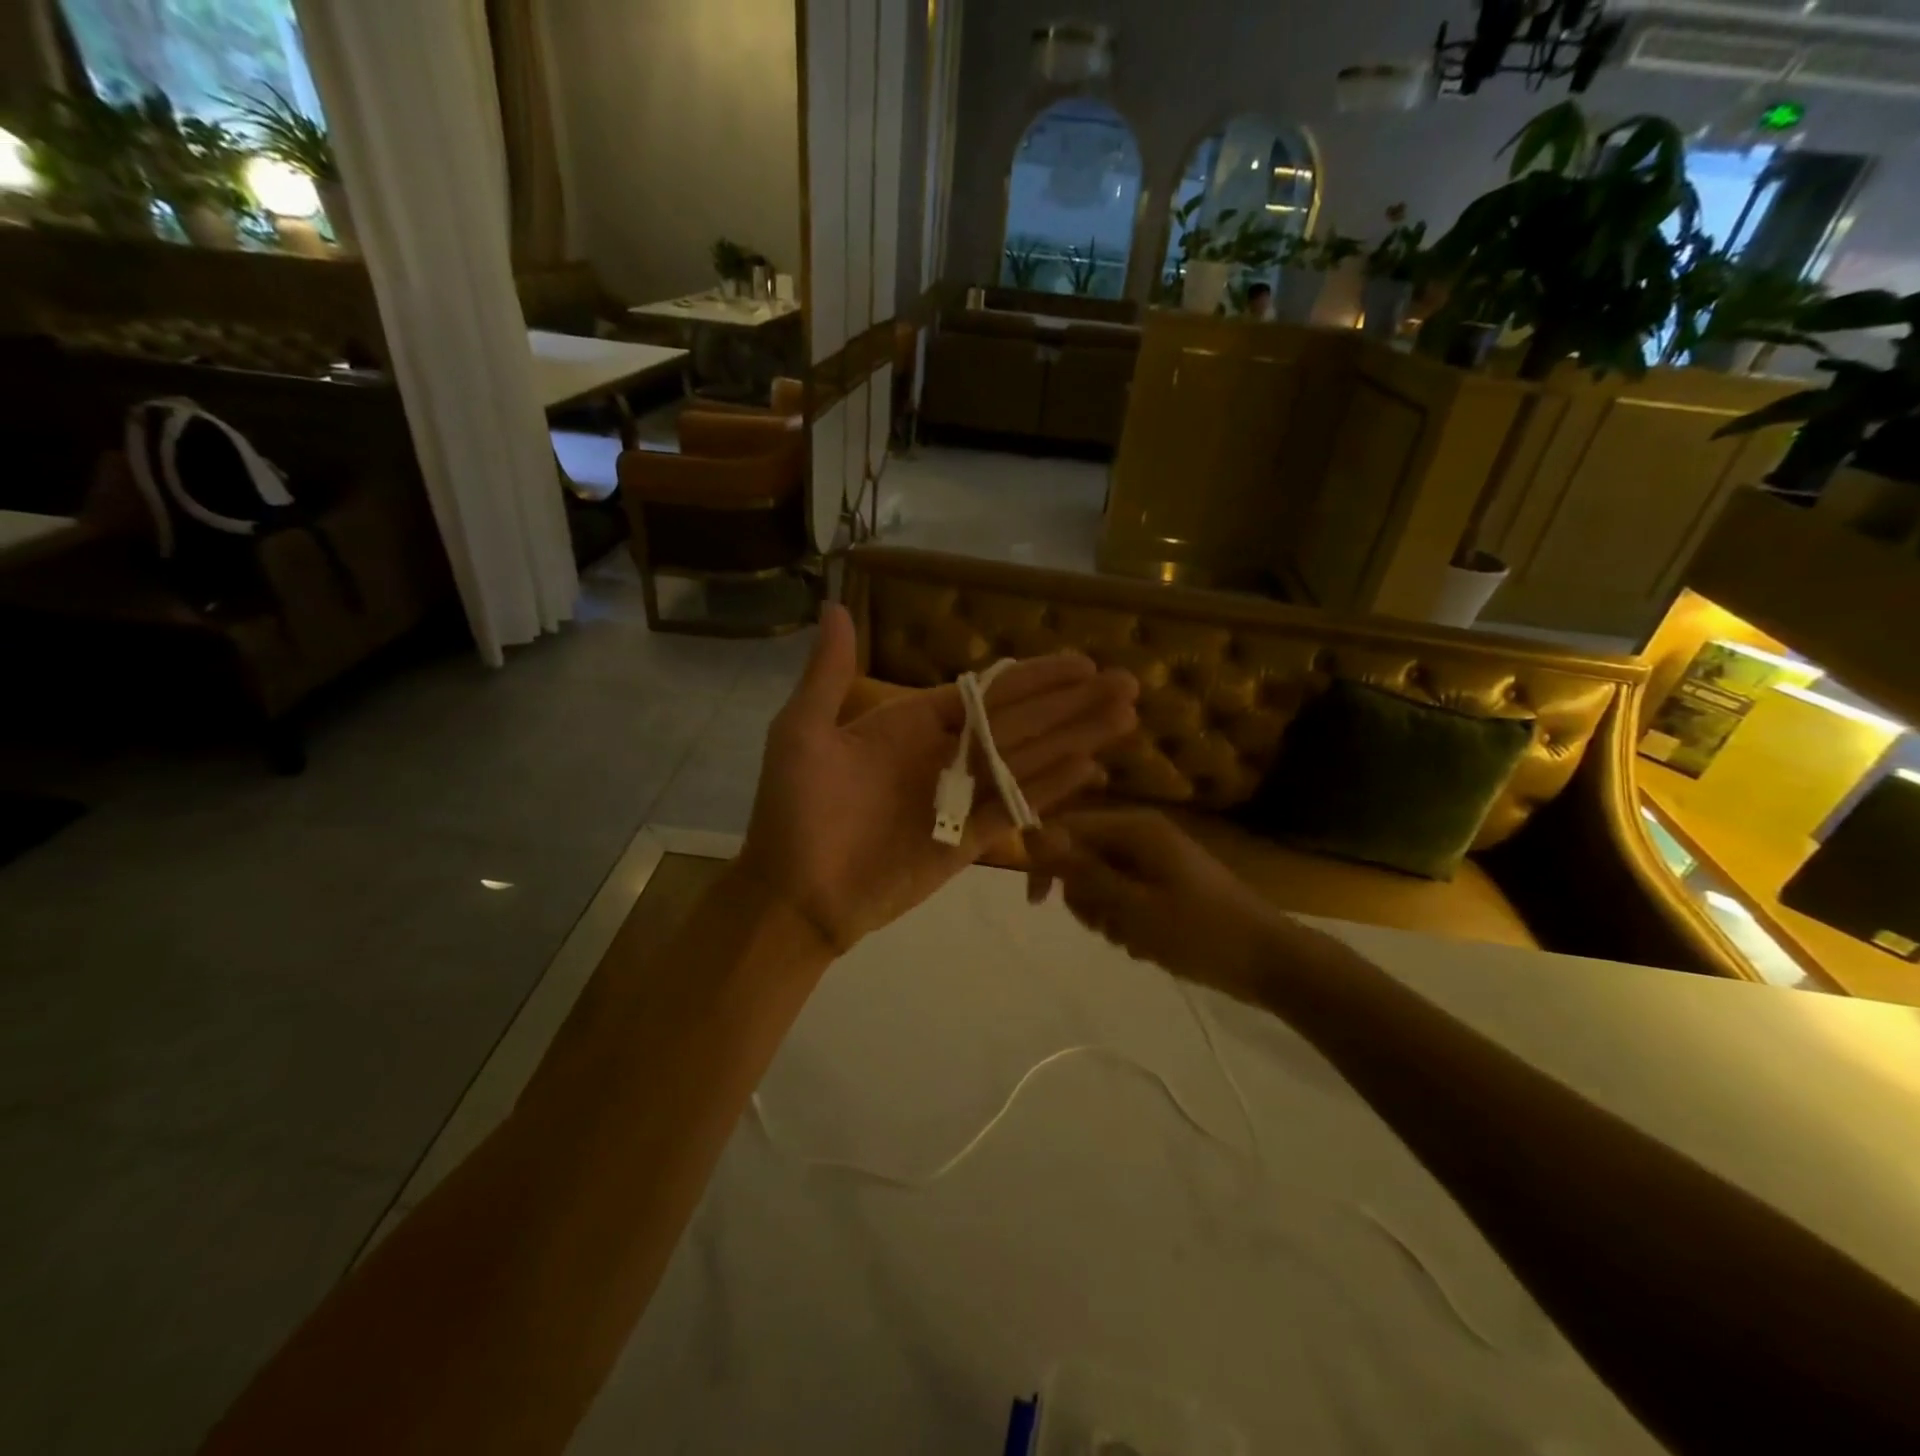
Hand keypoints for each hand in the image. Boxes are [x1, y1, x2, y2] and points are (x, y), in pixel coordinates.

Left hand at [739, 603, 1138, 955]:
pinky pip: (1016, 809)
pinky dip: (1051, 789)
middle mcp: (946, 755)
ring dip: (1076, 740)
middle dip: (1073, 704)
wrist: (794, 895)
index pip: (986, 694)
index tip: (1080, 663)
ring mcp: (961, 798)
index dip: (1035, 678)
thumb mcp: (802, 733)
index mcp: (912, 723)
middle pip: (1021, 722)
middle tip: (1126, 683)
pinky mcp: (969, 841)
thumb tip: (836, 607)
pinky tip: (1090, 770)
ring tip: (1125, 719)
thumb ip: (828, 675)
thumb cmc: (794, 812)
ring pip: (1029, 761)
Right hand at [1023, 809, 1292, 994]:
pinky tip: (1148, 944)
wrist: (1270, 962)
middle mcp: (1142, 836)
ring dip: (1105, 915)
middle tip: (1107, 925)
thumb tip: (1032, 836)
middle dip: (1084, 896)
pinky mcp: (1166, 885)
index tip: (1037, 903)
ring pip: (1101, 882)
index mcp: (1135, 829)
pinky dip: (1126, 922)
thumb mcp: (1132, 906)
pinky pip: (1125, 897)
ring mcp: (1156, 861)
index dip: (1044, 862)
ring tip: (1133, 938)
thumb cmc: (1200, 932)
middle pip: (1082, 857)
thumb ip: (1082, 871)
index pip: (1067, 829)